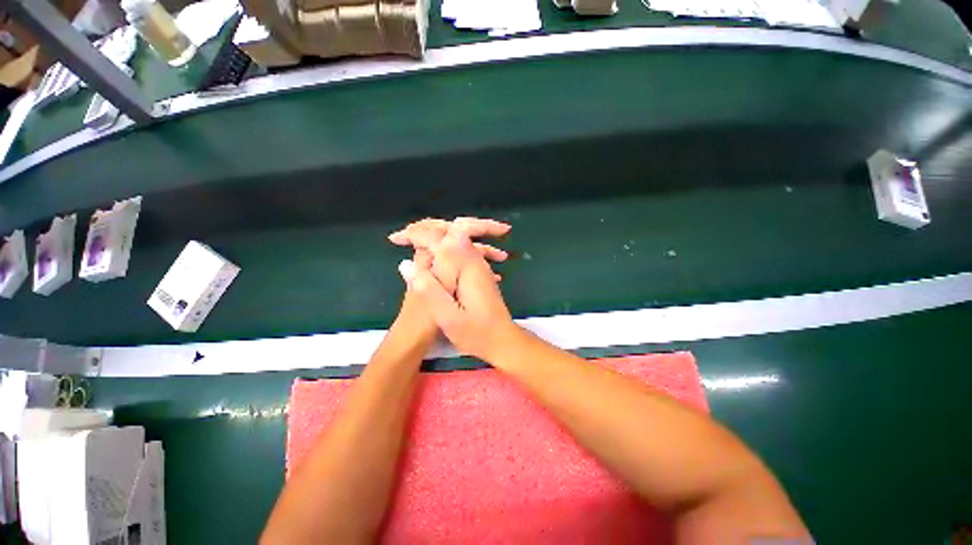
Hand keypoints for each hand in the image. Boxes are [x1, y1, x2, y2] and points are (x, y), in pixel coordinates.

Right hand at [398, 224, 519, 362]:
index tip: (396, 238)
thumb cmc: (477, 333)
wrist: (503, 339)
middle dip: (425, 229)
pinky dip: (442, 249)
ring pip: (454, 238)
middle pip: (449, 231)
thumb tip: (405, 264)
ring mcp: (478, 265)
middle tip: (401, 235)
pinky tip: (431, 257)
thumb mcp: (449, 317)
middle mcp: (473, 259)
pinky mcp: (477, 272)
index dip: (416, 234)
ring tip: (410, 239)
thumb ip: (429, 290)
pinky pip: (458, 250)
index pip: (439, 238)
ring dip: (433, 236)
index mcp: (465, 266)